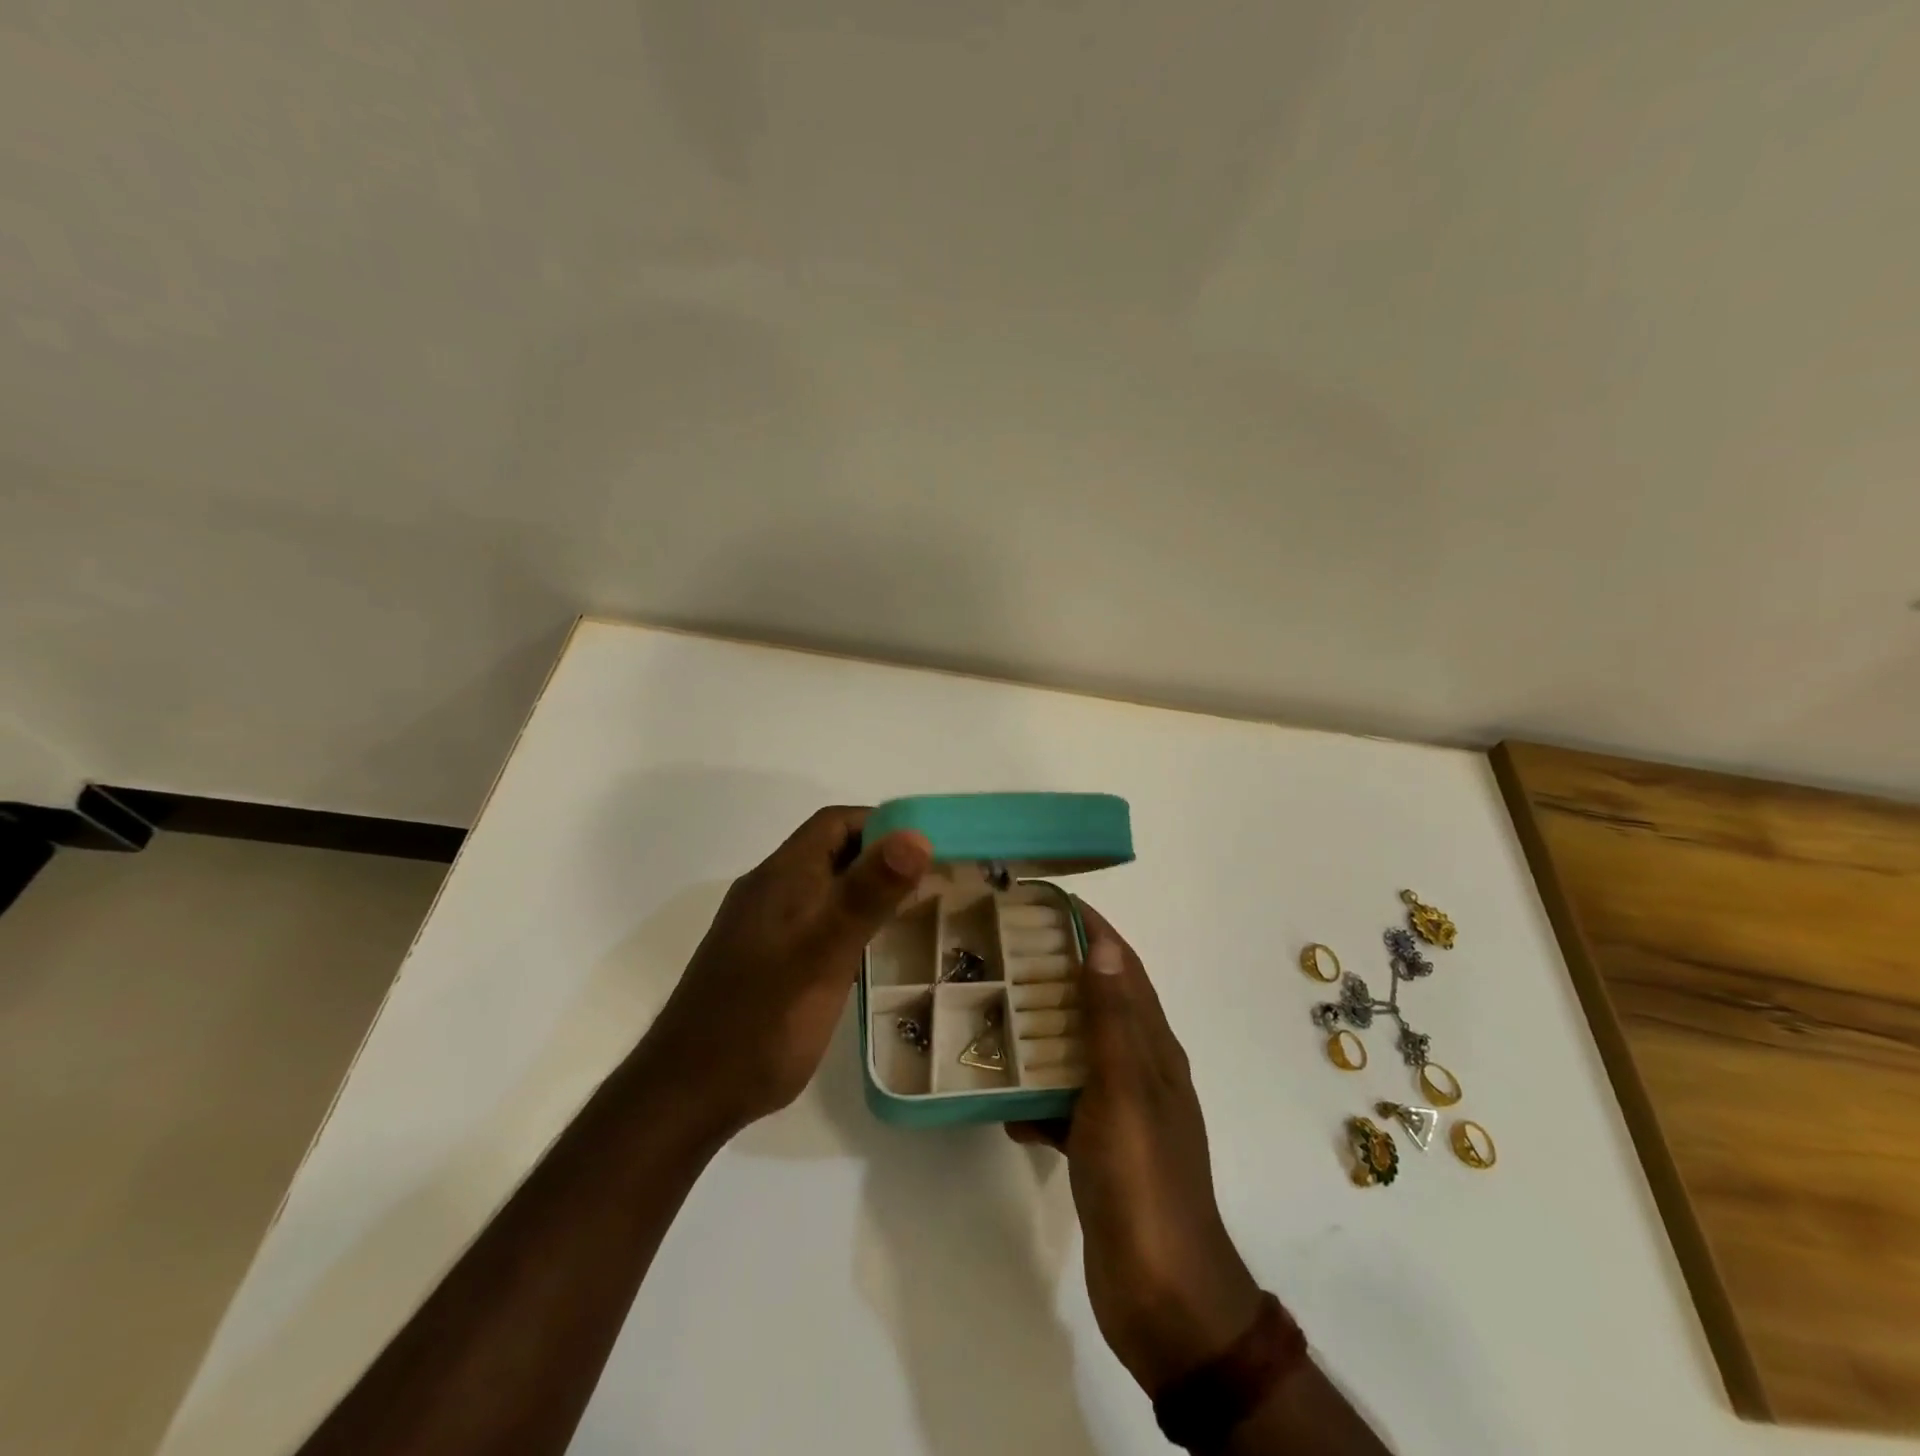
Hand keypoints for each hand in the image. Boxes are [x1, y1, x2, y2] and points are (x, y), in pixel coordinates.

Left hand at [642, 806, 932, 1135]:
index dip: (883, 824)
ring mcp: (764, 927)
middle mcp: (770, 891)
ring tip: (914, 915)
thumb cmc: (763, 1018)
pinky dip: (848, 924)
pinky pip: (815, 923)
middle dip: (882, 859)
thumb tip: (917, 834)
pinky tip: (871, 954)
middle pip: (832, 853)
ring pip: (825, 890)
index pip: (837, 822)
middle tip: (933, 883)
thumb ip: (869, 892)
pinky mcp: (765, 960)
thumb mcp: (825, 951)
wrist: (688, 1093)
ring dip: (867, 893)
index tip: (928, 848)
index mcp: (782, 876)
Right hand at [1009, 902, 1259, 1392]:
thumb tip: (1102, 945)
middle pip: (1096, 1002)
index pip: (1122, 967)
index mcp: (1153, 1047)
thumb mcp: (1124, 1092)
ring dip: (1040, 1029)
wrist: (1163, 1298)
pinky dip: (1035, 1095)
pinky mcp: (1100, 1148)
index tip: (1044, 901)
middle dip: (1055, 970)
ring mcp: (1120, 1111)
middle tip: (1002, 949)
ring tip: (990, 1009)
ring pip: (1076, 1050)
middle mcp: (1140, 1069)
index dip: (1090, 928)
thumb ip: (1111, 1021)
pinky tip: (1000, 1100)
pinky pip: (1062, 1103)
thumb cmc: (1143, 1182)